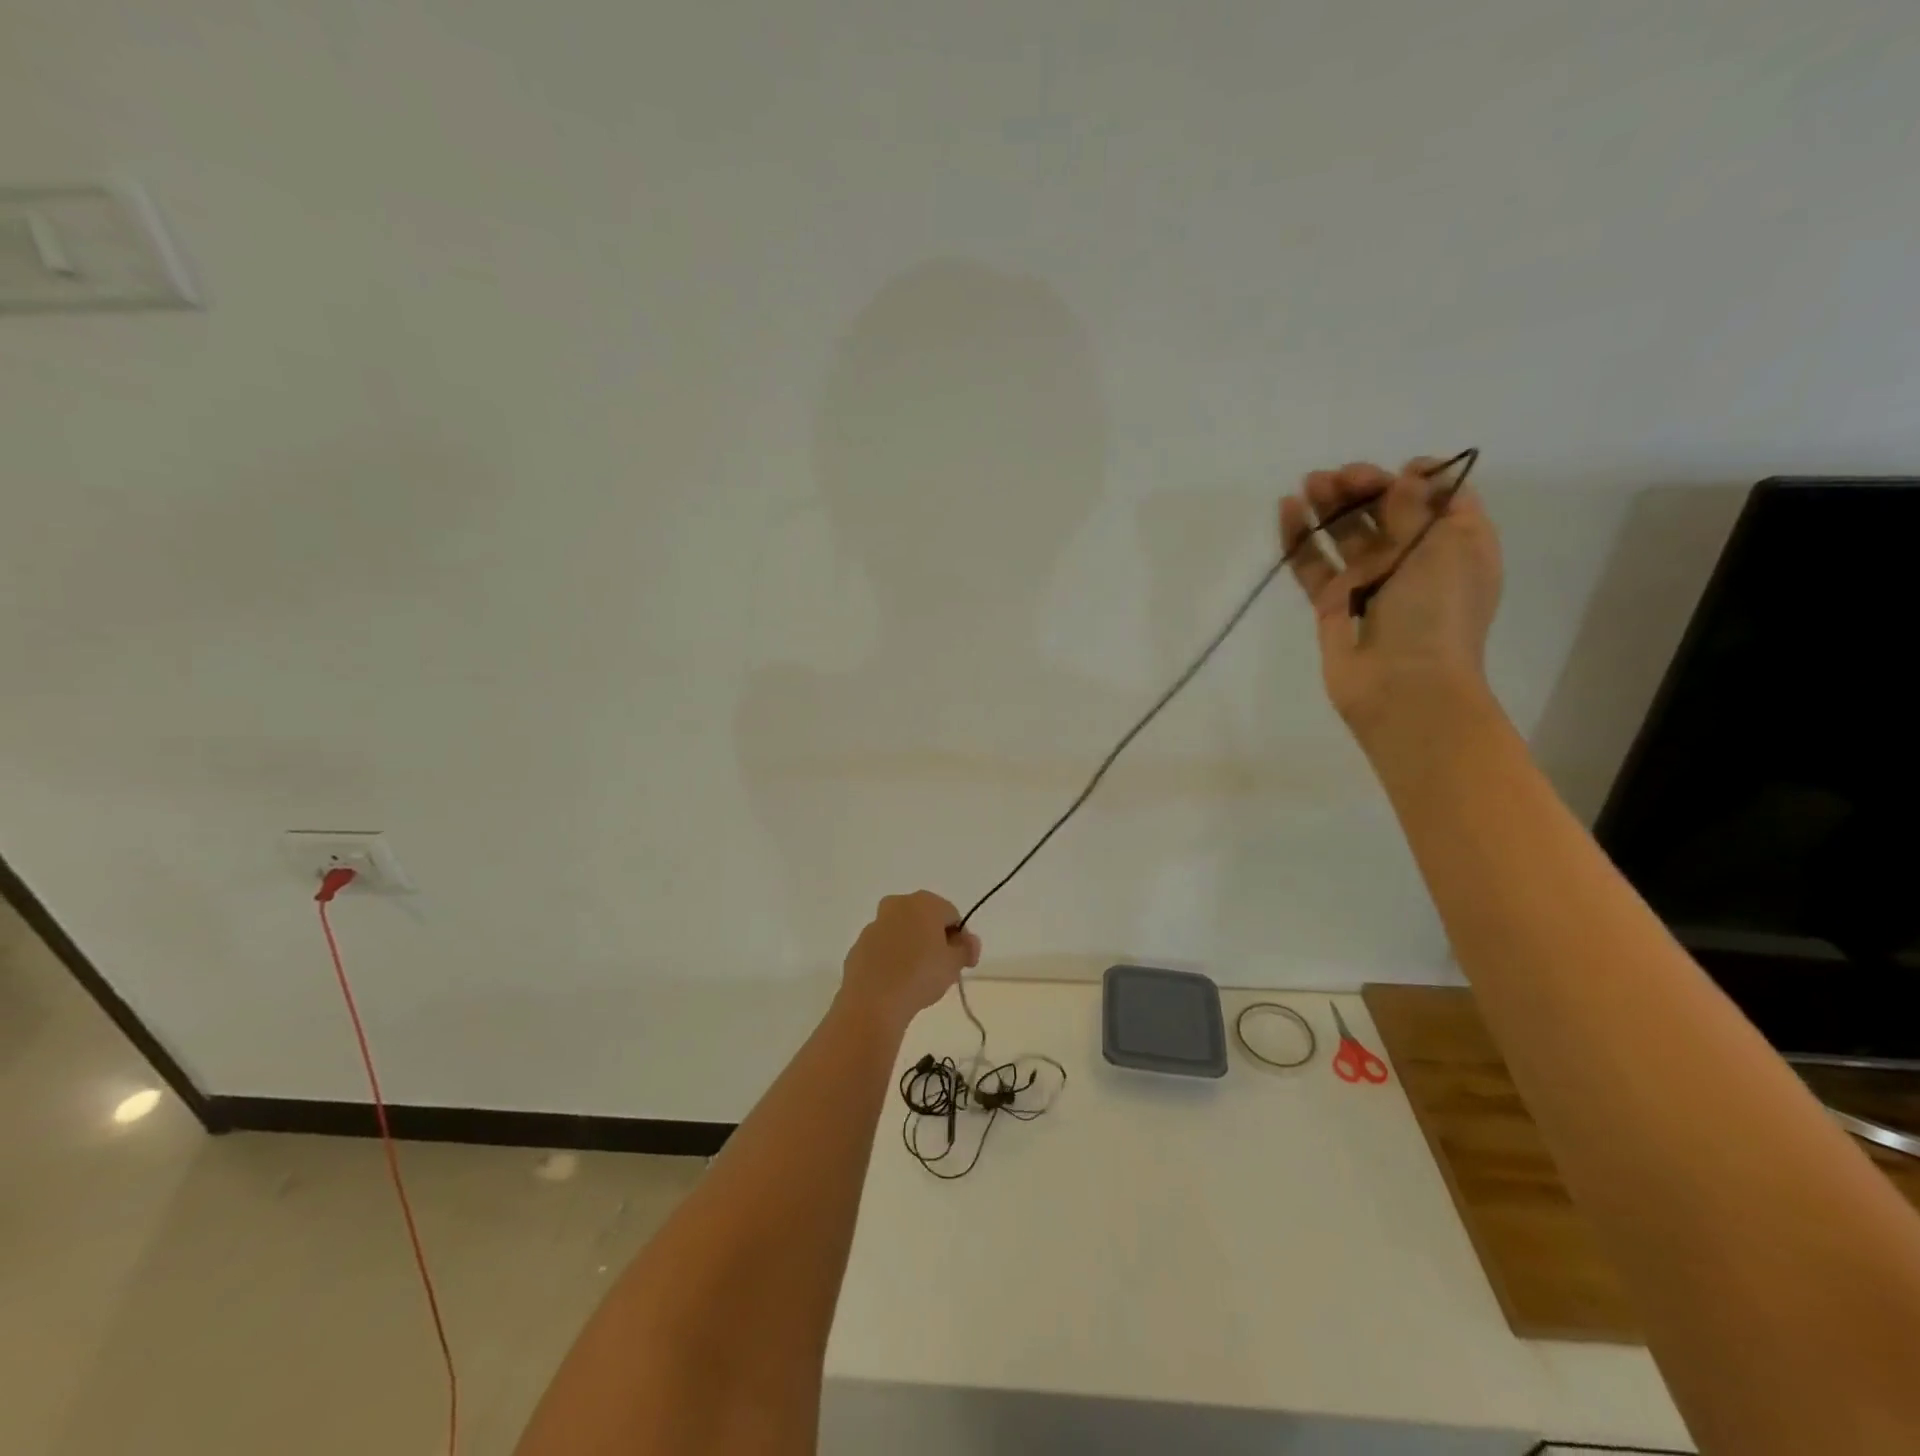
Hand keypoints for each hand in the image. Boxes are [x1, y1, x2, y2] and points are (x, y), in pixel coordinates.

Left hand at [839, 892, 980, 1027]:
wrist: (873, 1000)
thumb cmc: (920, 975)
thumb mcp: (954, 963)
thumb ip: (966, 949)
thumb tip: (967, 942)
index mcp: (924, 902)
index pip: (952, 915)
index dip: (962, 938)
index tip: (965, 962)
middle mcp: (898, 905)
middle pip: (926, 920)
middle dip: (937, 940)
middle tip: (944, 969)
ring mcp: (875, 924)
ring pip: (903, 932)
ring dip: (914, 948)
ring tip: (920, 979)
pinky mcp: (859, 945)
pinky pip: (885, 948)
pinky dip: (894, 959)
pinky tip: (898, 982)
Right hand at [1279, 459, 1502, 739]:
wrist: (1404, 687)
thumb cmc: (1438, 614)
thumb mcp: (1442, 550)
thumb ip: (1417, 510)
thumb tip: (1405, 476)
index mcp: (1457, 546)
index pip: (1442, 499)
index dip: (1421, 479)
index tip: (1399, 472)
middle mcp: (1414, 560)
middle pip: (1387, 512)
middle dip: (1364, 487)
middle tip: (1339, 477)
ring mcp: (1370, 583)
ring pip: (1346, 534)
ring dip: (1330, 506)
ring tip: (1308, 484)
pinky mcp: (1333, 604)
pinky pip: (1314, 564)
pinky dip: (1300, 539)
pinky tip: (1287, 511)